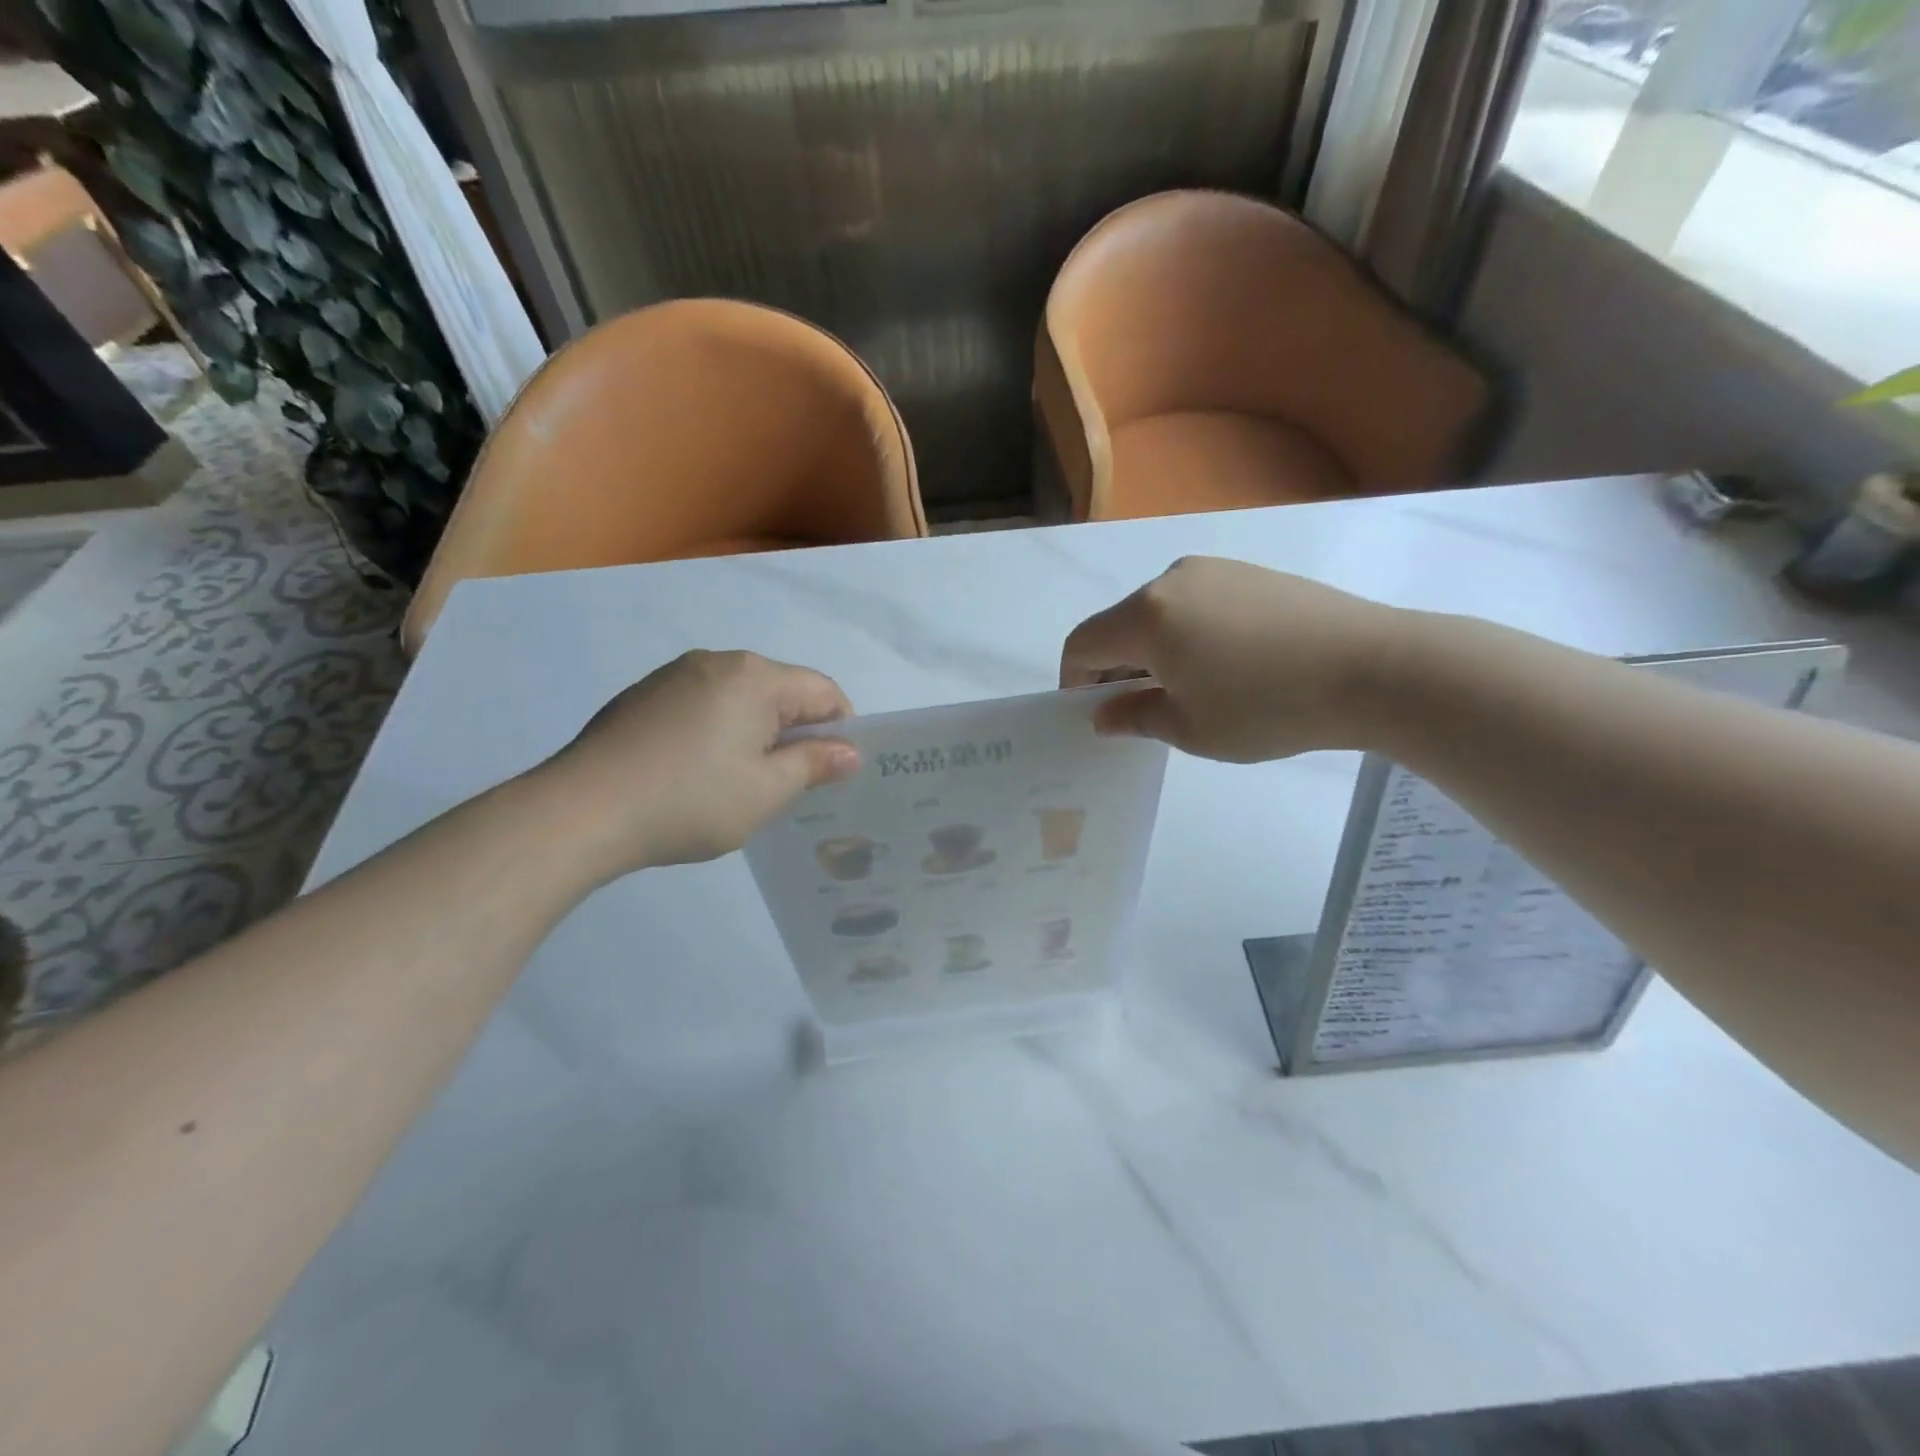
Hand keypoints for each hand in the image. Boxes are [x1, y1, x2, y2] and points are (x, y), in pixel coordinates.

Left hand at [532, 650, 859, 877]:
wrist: (580, 812)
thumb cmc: (690, 800)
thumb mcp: (767, 791)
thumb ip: (814, 764)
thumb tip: (849, 751)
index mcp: (755, 677)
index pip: (824, 691)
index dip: (841, 731)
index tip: (833, 774)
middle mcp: (717, 662)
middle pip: (781, 692)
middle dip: (796, 734)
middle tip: (791, 786)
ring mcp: (674, 675)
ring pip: (740, 700)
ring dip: (756, 735)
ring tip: (740, 785)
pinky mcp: (643, 696)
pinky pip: (702, 707)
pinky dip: (717, 733)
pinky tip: (696, 775)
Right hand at [1060, 557, 1404, 760]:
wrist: (1373, 668)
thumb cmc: (1267, 707)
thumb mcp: (1189, 728)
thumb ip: (1134, 717)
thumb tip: (1103, 714)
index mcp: (1146, 616)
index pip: (1083, 644)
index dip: (1075, 681)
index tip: (1094, 714)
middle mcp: (1172, 580)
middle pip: (1119, 625)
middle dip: (1116, 668)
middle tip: (1139, 710)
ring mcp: (1215, 570)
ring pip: (1158, 613)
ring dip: (1152, 651)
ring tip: (1187, 691)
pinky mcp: (1250, 573)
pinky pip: (1196, 604)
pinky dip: (1187, 634)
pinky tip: (1224, 666)